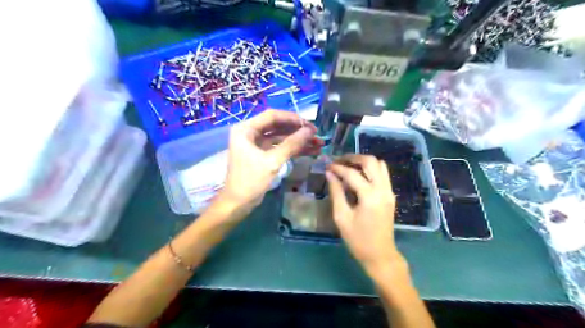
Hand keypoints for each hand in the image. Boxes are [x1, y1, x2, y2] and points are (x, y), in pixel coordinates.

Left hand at [220, 110, 322, 209]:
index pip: (272, 116)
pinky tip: (310, 151)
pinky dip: (293, 149)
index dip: (292, 118)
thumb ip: (291, 144)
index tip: (309, 124)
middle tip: (316, 134)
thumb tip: (310, 131)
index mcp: (246, 129)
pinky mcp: (262, 155)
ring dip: (298, 141)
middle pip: (278, 126)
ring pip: (281, 138)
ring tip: (318, 144)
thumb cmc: (250, 180)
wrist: (238, 203)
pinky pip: (280, 147)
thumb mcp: (272, 161)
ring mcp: (257, 144)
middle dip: (298, 131)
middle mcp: (250, 133)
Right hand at [325, 155, 408, 274]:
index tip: (327, 166)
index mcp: (369, 196)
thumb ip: (336, 192)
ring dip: (363, 162)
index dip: (338, 168)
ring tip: (348, 166)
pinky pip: (383, 174)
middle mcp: (383, 189)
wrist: (380, 255)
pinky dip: (371, 169)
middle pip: (370, 161)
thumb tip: (329, 174)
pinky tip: (359, 176)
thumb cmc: (358, 240)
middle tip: (339, 161)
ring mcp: (389, 191)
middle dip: (353, 158)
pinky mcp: (390, 195)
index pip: (352, 174)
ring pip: (379, 165)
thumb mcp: (342, 217)